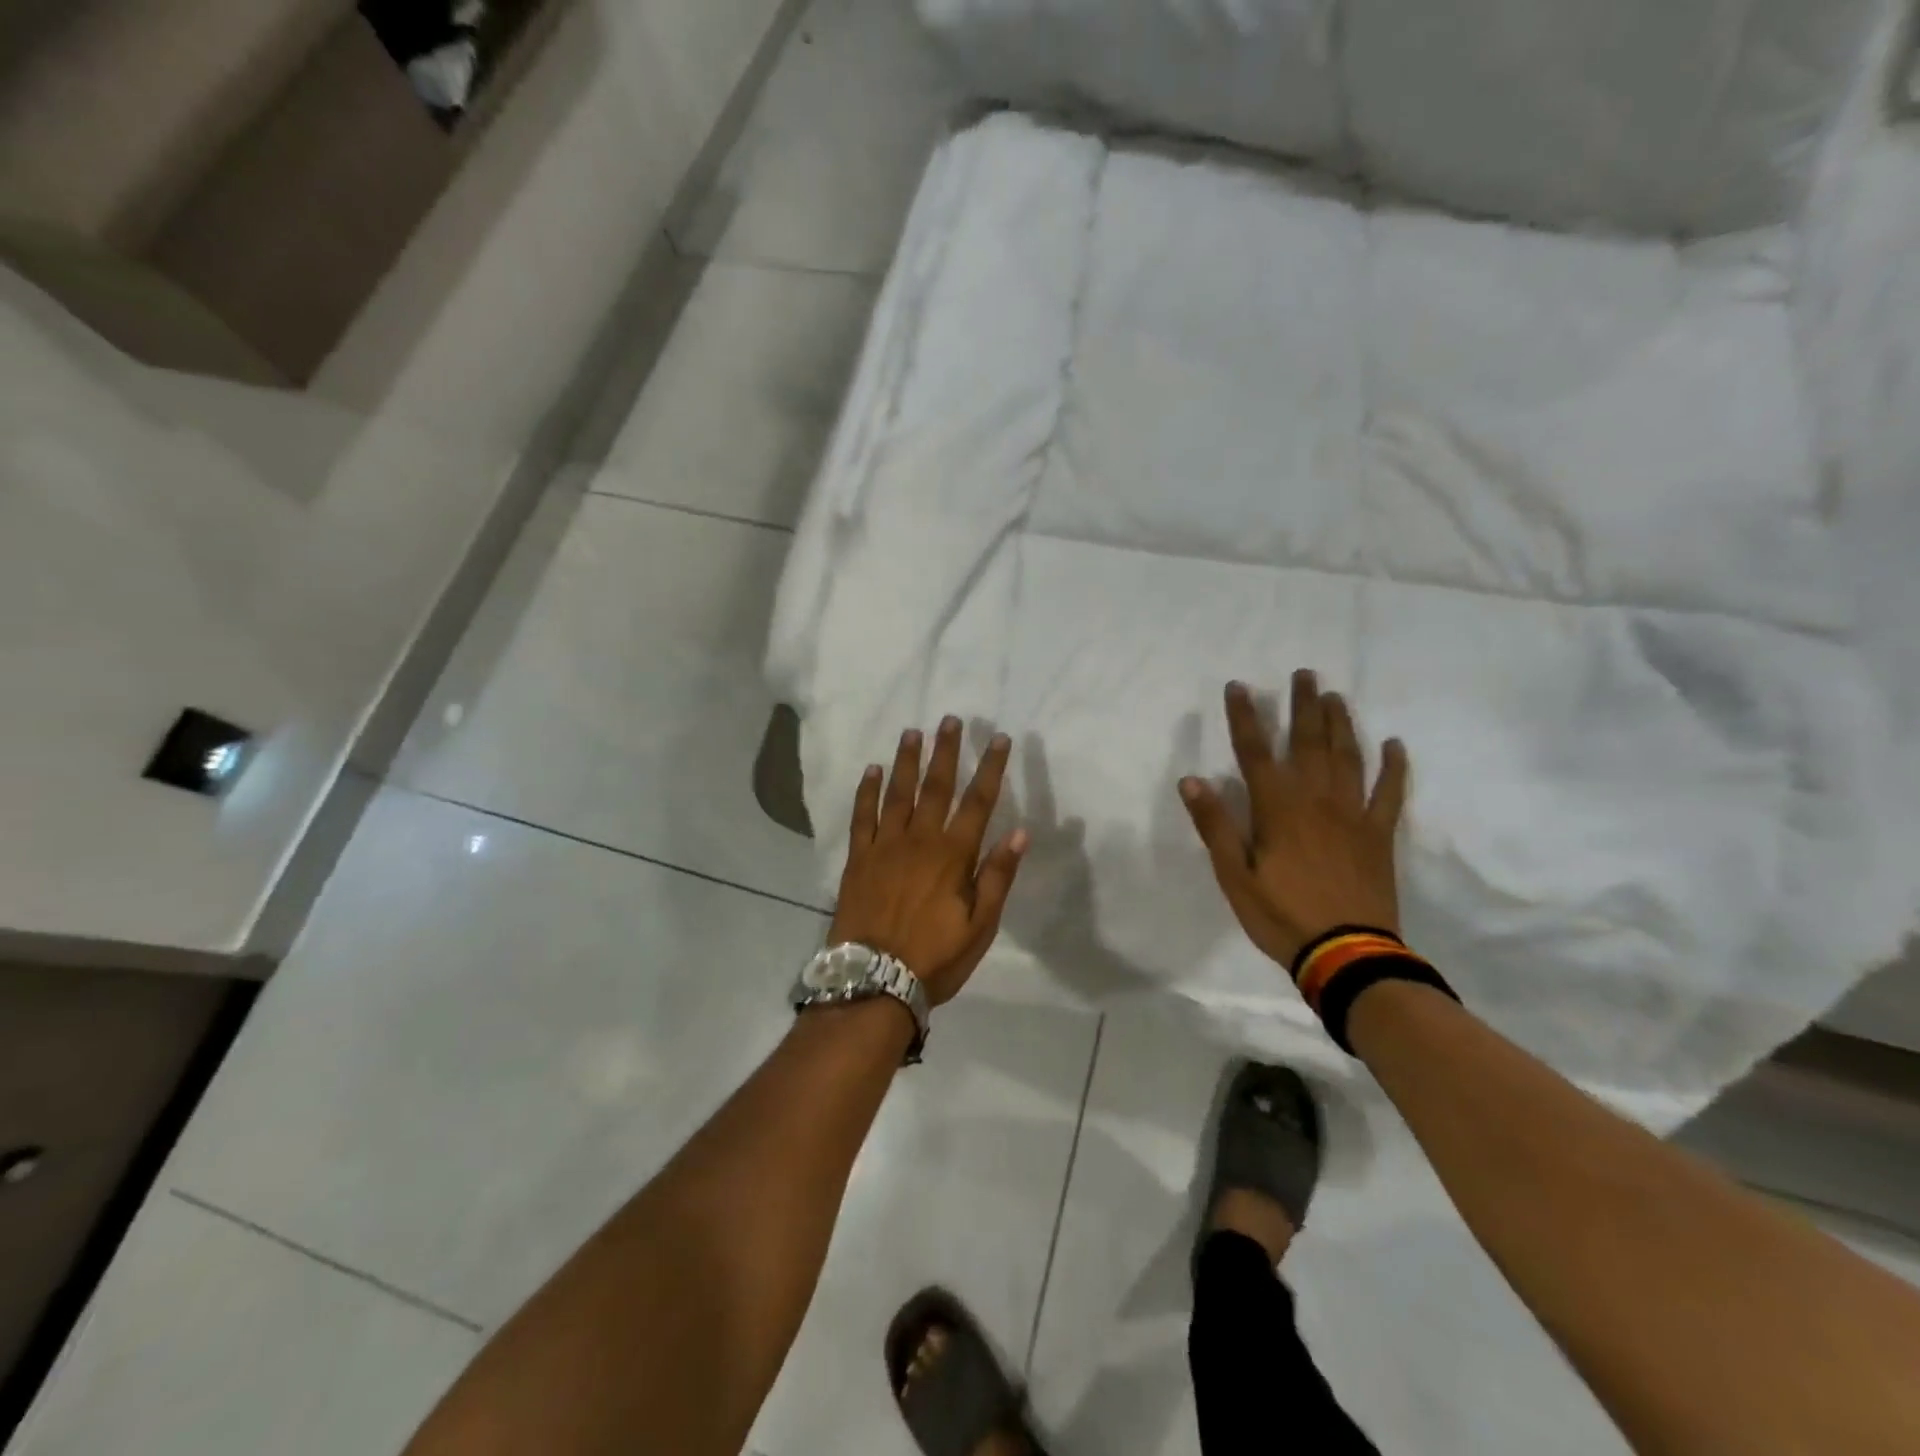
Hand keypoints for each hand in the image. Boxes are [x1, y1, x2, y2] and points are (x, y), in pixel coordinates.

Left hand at [829, 717, 1028, 1005]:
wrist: (873, 981)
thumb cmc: (934, 957)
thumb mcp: (980, 926)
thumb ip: (997, 876)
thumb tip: (1019, 831)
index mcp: (953, 855)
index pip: (978, 801)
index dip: (990, 768)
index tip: (997, 738)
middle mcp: (919, 840)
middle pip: (936, 786)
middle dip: (945, 751)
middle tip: (949, 719)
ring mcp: (885, 846)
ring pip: (897, 793)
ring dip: (907, 761)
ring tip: (912, 732)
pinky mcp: (858, 858)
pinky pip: (862, 816)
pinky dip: (867, 791)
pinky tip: (872, 770)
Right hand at [1179, 674, 1408, 969]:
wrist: (1348, 955)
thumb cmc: (1281, 915)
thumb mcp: (1234, 875)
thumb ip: (1215, 826)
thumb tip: (1192, 780)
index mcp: (1278, 808)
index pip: (1254, 752)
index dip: (1245, 717)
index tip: (1238, 686)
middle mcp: (1316, 800)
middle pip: (1308, 743)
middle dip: (1302, 706)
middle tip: (1304, 674)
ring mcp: (1353, 814)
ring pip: (1347, 757)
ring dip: (1340, 724)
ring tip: (1335, 696)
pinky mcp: (1379, 834)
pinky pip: (1390, 793)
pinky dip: (1394, 767)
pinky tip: (1394, 745)